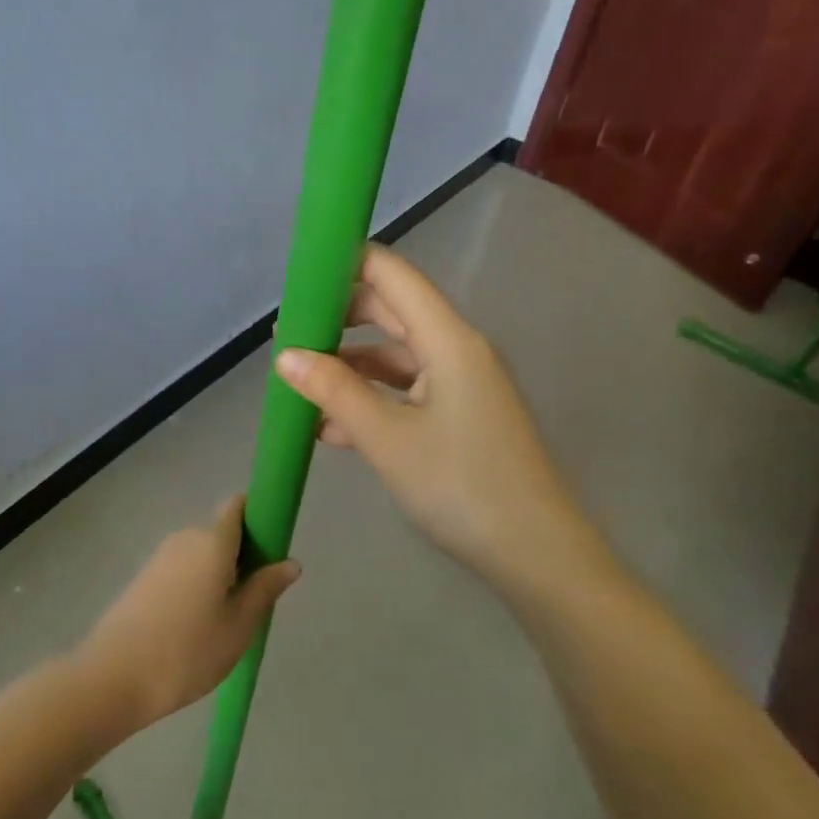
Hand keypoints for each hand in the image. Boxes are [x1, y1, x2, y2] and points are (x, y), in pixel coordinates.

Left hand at [76, 497, 300, 728]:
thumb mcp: (238, 627)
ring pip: (201, 554)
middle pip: (222, 533)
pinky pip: (181, 570)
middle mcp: (185, 538)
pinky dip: (195, 586)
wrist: (113, 678)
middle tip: (252, 602)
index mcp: (212, 542)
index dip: (258, 517)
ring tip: (224, 622)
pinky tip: (194, 627)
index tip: (272, 548)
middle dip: (242, 557)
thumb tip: (291, 562)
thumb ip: (264, 589)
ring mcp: (160, 557)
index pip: (237, 506)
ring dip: (218, 575)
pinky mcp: (143, 578)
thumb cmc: (187, 652)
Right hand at [273, 245, 581, 584]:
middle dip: (338, 318)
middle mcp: (456, 350)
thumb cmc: (461, 486)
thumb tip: (284, 356)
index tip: (299, 276)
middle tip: (287, 333)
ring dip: (348, 365)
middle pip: (391, 312)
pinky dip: (369, 399)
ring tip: (297, 381)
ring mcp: (459, 384)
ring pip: (394, 356)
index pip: (392, 275)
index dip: (346, 265)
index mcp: (448, 339)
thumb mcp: (387, 438)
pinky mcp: (458, 416)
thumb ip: (334, 391)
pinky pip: (405, 392)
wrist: (534, 553)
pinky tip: (329, 425)